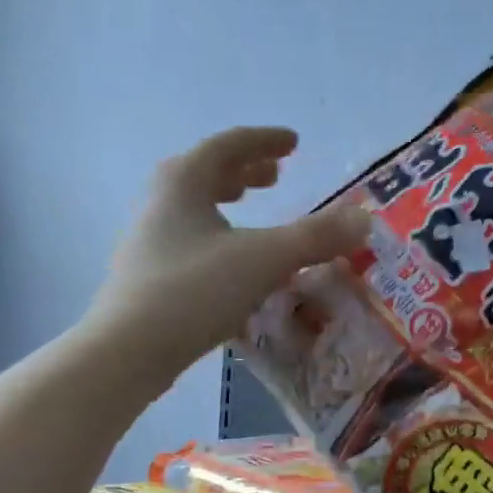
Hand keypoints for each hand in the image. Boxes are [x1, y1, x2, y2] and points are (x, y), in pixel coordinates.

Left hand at [86, 127, 369, 381]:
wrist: (128, 351)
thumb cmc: (194, 291)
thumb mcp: (264, 259)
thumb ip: (315, 238)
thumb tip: (364, 220)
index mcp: (183, 182)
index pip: (228, 145)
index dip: (264, 141)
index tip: (293, 143)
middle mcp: (161, 202)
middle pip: (205, 172)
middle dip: (244, 170)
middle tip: (276, 176)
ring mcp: (149, 240)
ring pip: (194, 206)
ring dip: (227, 200)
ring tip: (254, 208)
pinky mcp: (148, 275)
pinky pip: (191, 238)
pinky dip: (218, 235)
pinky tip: (235, 262)